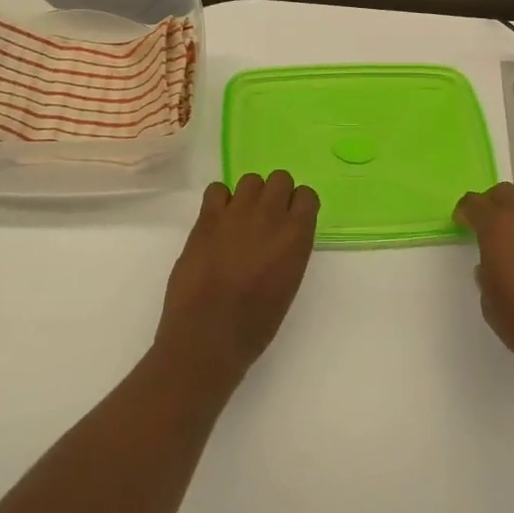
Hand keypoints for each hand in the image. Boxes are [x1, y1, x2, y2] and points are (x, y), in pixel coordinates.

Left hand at [153, 172, 318, 394]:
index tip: (291, 219)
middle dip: (276, 193)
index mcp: (296, 236)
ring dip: (249, 196)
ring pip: (250, 180)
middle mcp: (270, 216)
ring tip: (240, 219)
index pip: (307, 195)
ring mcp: (236, 213)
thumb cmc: (254, 324)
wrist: (208, 334)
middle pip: (280, 178)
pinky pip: (217, 189)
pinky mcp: (207, 218)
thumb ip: (288, 251)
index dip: (298, 205)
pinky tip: (218, 221)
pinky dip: (220, 201)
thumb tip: (279, 238)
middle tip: (266, 218)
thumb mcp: (288, 284)